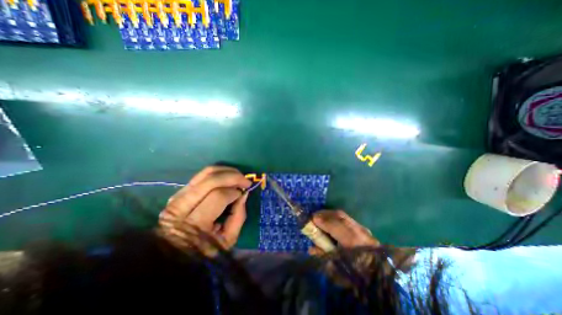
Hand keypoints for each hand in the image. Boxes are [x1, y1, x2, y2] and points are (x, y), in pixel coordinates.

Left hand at [160, 166, 252, 253]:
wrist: (172, 255)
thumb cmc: (203, 251)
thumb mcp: (227, 240)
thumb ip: (238, 215)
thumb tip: (244, 194)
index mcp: (195, 224)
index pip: (219, 196)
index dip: (235, 192)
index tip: (244, 193)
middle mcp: (183, 206)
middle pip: (211, 181)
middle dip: (233, 176)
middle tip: (246, 180)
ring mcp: (178, 197)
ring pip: (205, 173)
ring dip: (226, 171)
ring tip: (238, 175)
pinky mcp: (178, 192)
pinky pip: (200, 175)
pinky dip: (217, 172)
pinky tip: (227, 176)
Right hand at [312, 211, 416, 273]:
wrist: (385, 281)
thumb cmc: (360, 280)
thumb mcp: (339, 273)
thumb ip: (324, 258)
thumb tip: (311, 248)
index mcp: (354, 243)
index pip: (334, 224)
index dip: (321, 220)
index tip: (310, 220)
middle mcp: (360, 232)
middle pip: (339, 215)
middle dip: (324, 214)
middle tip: (313, 217)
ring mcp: (365, 230)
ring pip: (344, 215)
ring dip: (330, 215)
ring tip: (320, 218)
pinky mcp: (365, 230)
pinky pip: (347, 219)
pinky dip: (336, 218)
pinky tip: (331, 222)